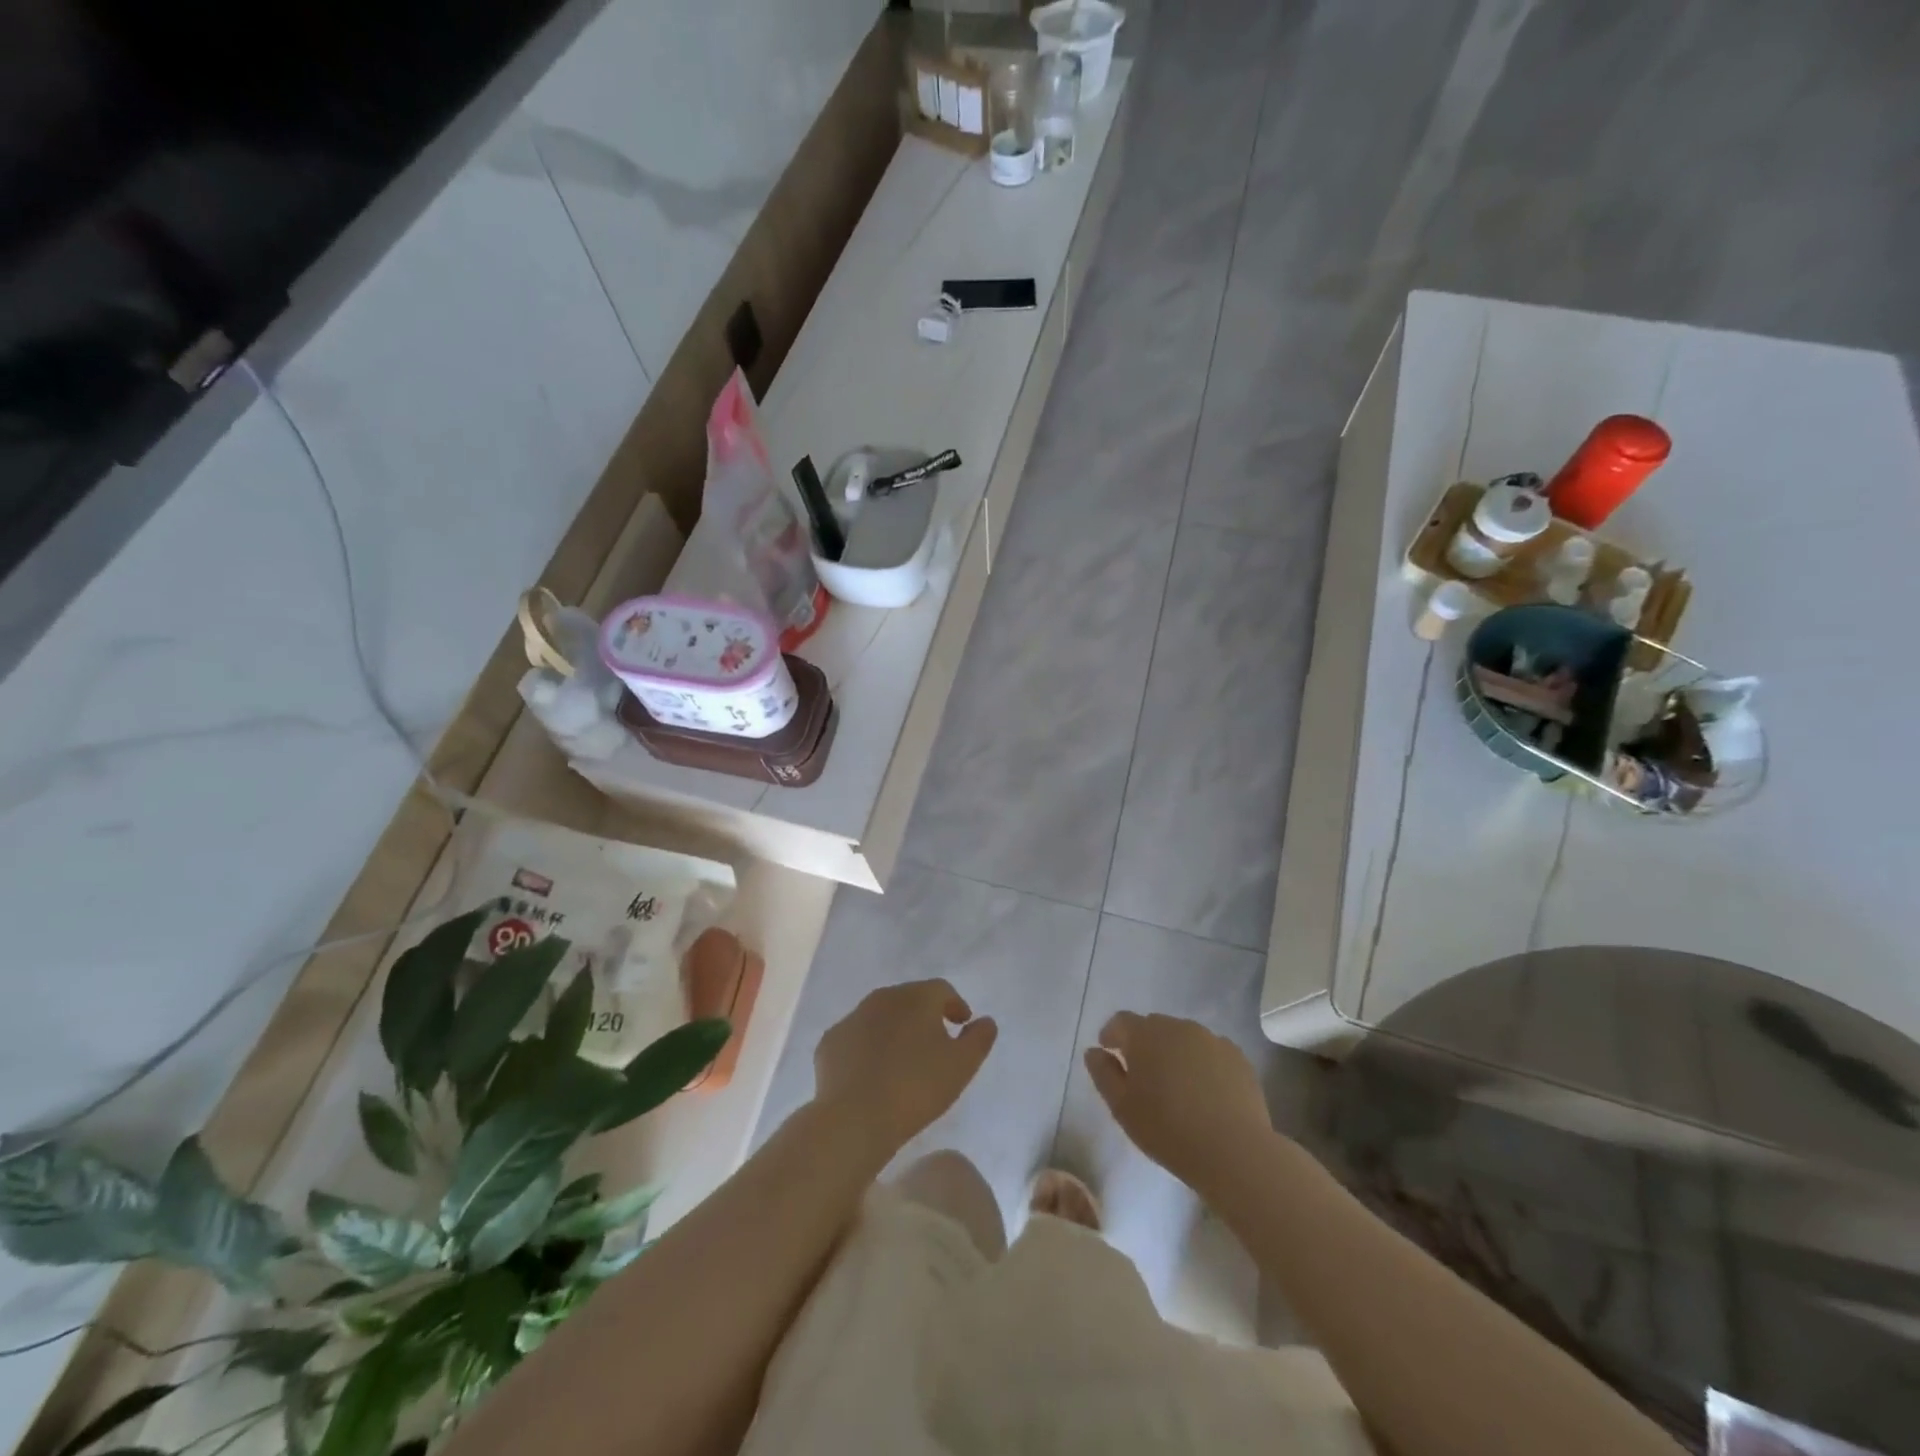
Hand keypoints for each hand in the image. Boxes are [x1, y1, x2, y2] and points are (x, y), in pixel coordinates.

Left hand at [812, 979, 996, 1160]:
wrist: (855, 1117)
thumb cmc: (916, 1087)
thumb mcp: (962, 1066)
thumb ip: (979, 1039)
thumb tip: (986, 1021)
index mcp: (916, 997)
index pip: (942, 990)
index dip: (955, 1005)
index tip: (962, 1025)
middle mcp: (882, 997)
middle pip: (909, 999)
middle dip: (924, 1015)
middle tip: (934, 1042)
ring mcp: (852, 1018)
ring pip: (880, 1017)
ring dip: (894, 1030)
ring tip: (903, 1060)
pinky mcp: (830, 1042)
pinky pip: (856, 1038)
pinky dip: (868, 1047)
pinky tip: (873, 1073)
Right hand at [1084, 1012, 1271, 1196]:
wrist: (1234, 1151)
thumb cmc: (1168, 1130)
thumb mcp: (1122, 1107)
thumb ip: (1103, 1074)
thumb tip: (1094, 1051)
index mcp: (1145, 1034)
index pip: (1121, 1021)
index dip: (1112, 1035)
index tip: (1109, 1053)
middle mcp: (1178, 1027)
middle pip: (1153, 1026)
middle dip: (1143, 1044)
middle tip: (1142, 1075)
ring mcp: (1211, 1039)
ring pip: (1183, 1038)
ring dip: (1173, 1052)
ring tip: (1175, 1086)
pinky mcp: (1237, 1057)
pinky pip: (1209, 1052)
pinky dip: (1201, 1064)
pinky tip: (1204, 1093)